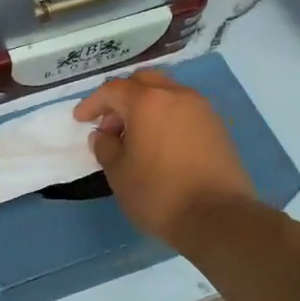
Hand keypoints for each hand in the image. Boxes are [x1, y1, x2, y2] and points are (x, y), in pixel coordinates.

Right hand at [74, 69, 256, 245]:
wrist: (218, 217)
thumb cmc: (159, 194)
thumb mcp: (118, 174)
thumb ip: (105, 147)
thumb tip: (103, 135)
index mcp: (148, 102)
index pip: (113, 90)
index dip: (93, 103)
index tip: (81, 120)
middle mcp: (177, 95)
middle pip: (143, 82)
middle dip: (121, 98)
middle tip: (110, 126)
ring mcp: (202, 109)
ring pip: (166, 93)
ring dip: (145, 106)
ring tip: (134, 137)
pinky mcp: (218, 127)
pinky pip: (184, 110)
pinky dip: (166, 117)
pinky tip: (159, 144)